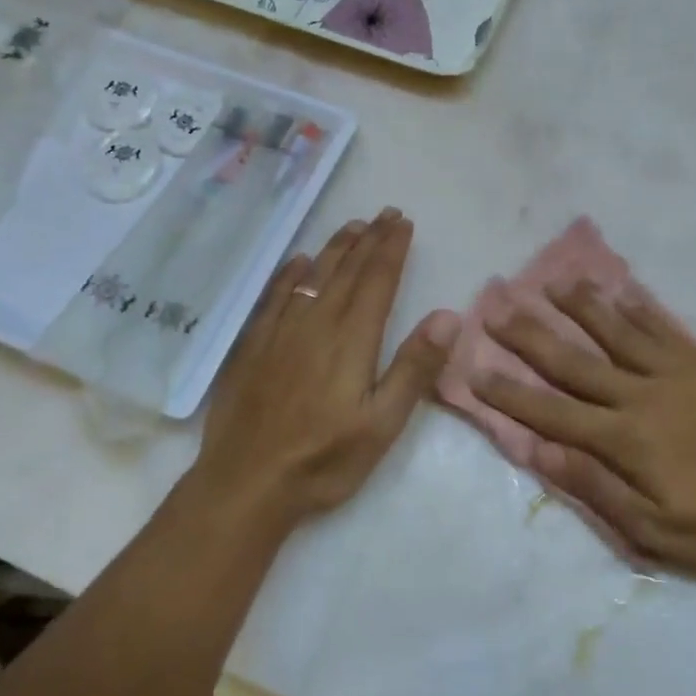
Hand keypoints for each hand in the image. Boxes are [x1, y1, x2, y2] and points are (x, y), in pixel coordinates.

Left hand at [193, 208, 459, 531]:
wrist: (247, 483)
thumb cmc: (325, 459)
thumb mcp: (383, 423)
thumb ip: (415, 368)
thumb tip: (448, 315)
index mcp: (351, 340)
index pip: (377, 282)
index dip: (392, 249)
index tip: (403, 222)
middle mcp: (316, 324)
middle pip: (347, 271)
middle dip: (369, 239)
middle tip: (385, 213)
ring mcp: (280, 332)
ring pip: (312, 276)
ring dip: (335, 248)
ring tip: (352, 225)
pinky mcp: (253, 346)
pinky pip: (274, 296)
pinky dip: (290, 273)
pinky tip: (298, 261)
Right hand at [474, 281, 695, 577]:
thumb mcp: (655, 529)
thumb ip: (597, 487)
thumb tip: (542, 451)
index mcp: (623, 439)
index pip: (552, 412)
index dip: (510, 393)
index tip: (475, 370)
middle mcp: (640, 396)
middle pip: (575, 361)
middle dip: (532, 336)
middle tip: (498, 308)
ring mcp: (674, 375)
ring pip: (617, 333)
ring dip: (582, 307)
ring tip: (554, 282)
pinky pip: (665, 331)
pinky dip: (641, 310)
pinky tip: (624, 292)